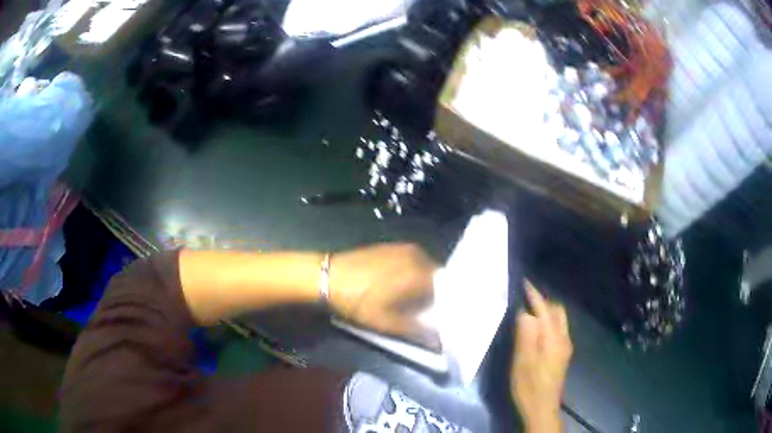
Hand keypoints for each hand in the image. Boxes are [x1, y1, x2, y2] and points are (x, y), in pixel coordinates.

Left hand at [328, 243, 440, 350]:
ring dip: (425, 284)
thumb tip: (439, 341)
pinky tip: (402, 287)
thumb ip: (418, 332)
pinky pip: (413, 262)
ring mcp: (404, 248)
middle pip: (438, 277)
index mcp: (421, 272)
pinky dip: (413, 275)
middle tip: (429, 312)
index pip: (448, 289)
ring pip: (425, 269)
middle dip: (437, 295)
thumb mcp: (388, 323)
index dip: (447, 305)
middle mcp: (418, 255)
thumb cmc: (358, 301)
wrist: (327, 276)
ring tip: (416, 302)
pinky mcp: (392, 246)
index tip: (444, 318)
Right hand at [511, 282, 572, 432]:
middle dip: (543, 301)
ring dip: (546, 311)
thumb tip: (525, 312)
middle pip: (557, 311)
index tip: (524, 282)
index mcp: (553, 338)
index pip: (544, 309)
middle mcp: (563, 338)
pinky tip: (537, 328)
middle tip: (525, 297)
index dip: (534, 295)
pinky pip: (558, 328)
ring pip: (559, 319)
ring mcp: (565, 346)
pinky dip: (548, 321)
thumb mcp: (522, 362)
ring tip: (529, 310)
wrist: (542, 407)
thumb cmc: (528, 386)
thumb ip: (525, 335)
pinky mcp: (563, 354)